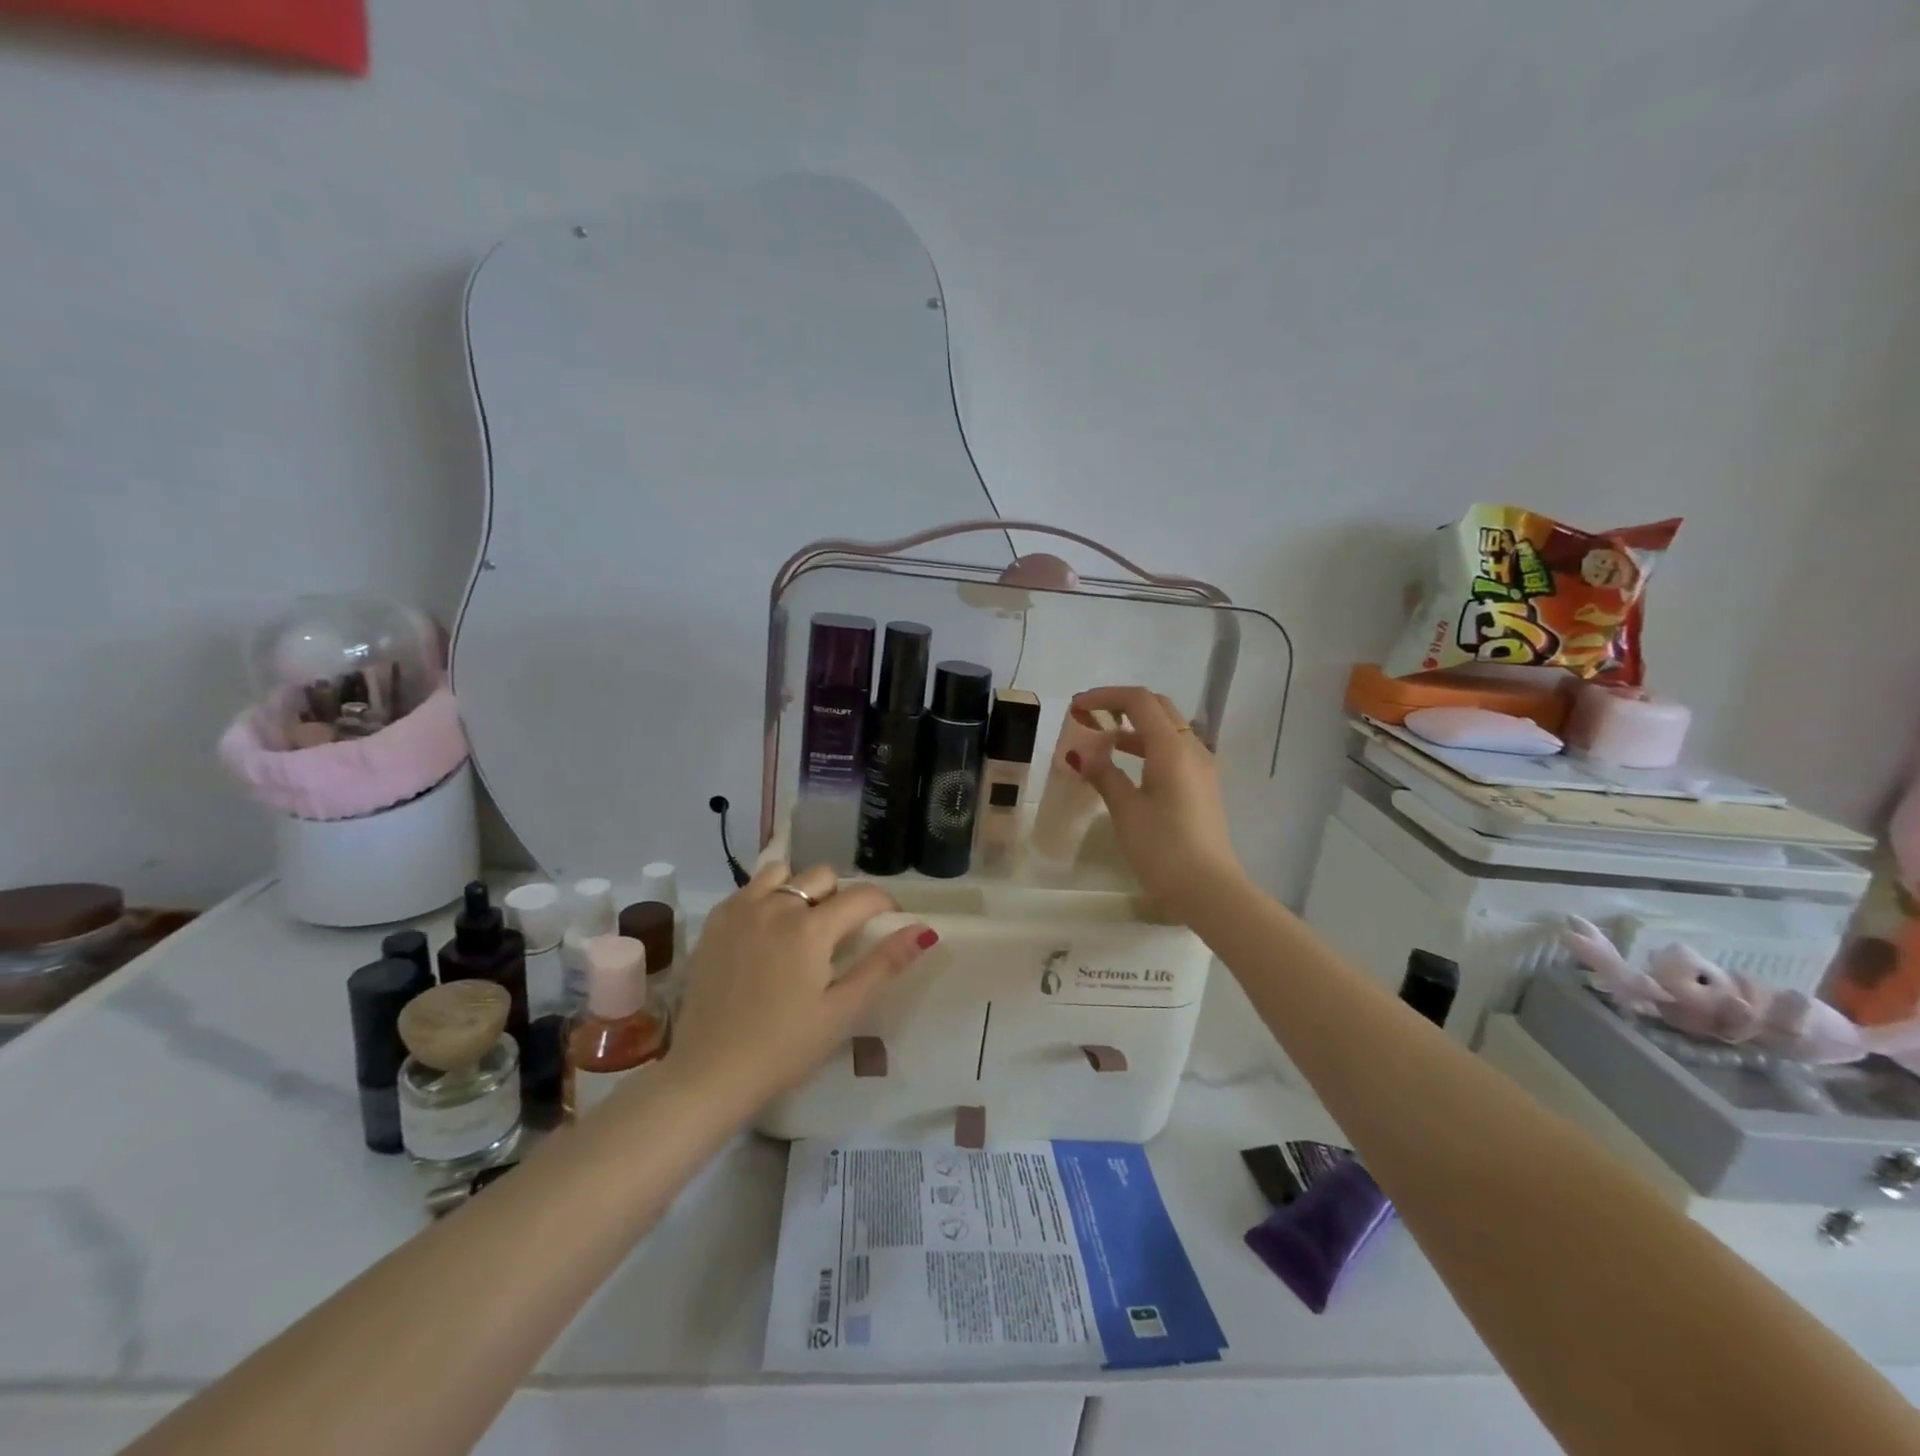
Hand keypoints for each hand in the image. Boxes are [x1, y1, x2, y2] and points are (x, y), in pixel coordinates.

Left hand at [668, 862, 936, 1106]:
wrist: (709, 1073)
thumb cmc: (784, 1048)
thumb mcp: (843, 1011)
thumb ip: (883, 965)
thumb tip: (923, 930)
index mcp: (811, 928)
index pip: (862, 896)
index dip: (884, 904)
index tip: (889, 922)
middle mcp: (776, 906)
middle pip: (822, 876)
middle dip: (841, 897)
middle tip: (840, 935)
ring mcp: (740, 910)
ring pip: (782, 874)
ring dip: (800, 890)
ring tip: (800, 926)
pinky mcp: (714, 923)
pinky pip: (748, 889)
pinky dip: (765, 898)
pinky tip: (765, 933)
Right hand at [1065, 686, 1246, 920]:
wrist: (1209, 889)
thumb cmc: (1163, 848)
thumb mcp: (1126, 810)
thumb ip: (1103, 774)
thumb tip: (1079, 753)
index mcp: (1172, 747)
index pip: (1139, 701)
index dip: (1105, 697)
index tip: (1076, 707)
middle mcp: (1192, 748)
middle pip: (1157, 708)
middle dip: (1121, 705)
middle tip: (1089, 717)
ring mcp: (1202, 767)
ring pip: (1167, 729)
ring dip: (1134, 727)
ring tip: (1101, 741)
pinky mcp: (1203, 785)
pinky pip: (1174, 750)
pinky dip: (1148, 746)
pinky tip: (1127, 766)